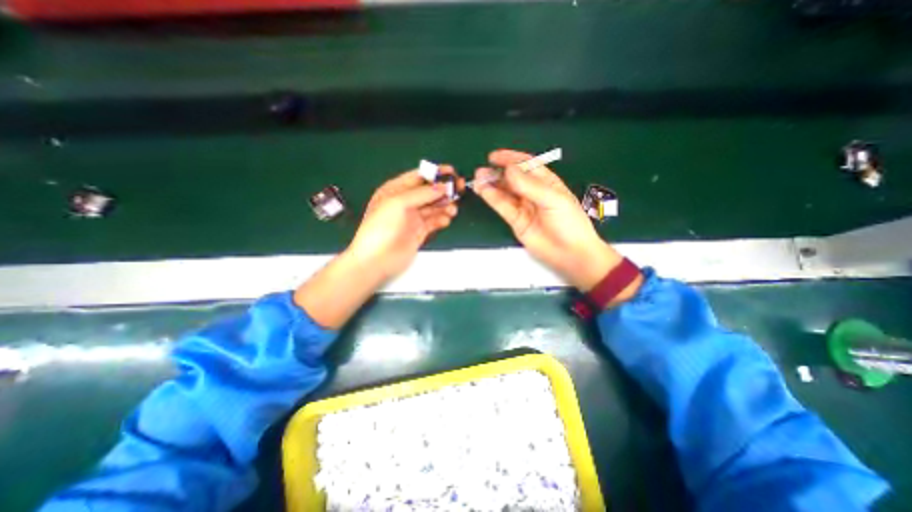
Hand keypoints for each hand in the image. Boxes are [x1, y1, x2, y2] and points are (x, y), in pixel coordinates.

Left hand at [351, 165, 463, 282]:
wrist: (376, 259)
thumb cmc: (381, 226)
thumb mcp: (398, 203)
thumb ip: (422, 193)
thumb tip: (443, 186)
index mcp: (395, 190)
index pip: (418, 177)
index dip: (435, 173)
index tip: (452, 171)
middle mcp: (405, 202)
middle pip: (429, 192)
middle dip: (444, 189)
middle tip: (460, 188)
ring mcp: (413, 218)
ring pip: (434, 207)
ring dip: (445, 206)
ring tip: (453, 209)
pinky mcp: (420, 232)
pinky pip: (434, 221)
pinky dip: (442, 219)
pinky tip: (446, 220)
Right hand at [477, 148, 626, 292]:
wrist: (570, 253)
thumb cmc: (569, 223)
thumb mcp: (553, 200)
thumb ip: (530, 186)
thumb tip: (509, 170)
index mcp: (547, 182)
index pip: (527, 165)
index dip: (511, 158)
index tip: (494, 156)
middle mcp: (533, 192)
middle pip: (512, 178)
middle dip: (497, 173)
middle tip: (482, 170)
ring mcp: (523, 207)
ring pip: (504, 192)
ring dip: (491, 185)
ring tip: (478, 179)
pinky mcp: (516, 221)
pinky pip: (502, 207)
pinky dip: (492, 198)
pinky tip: (483, 191)